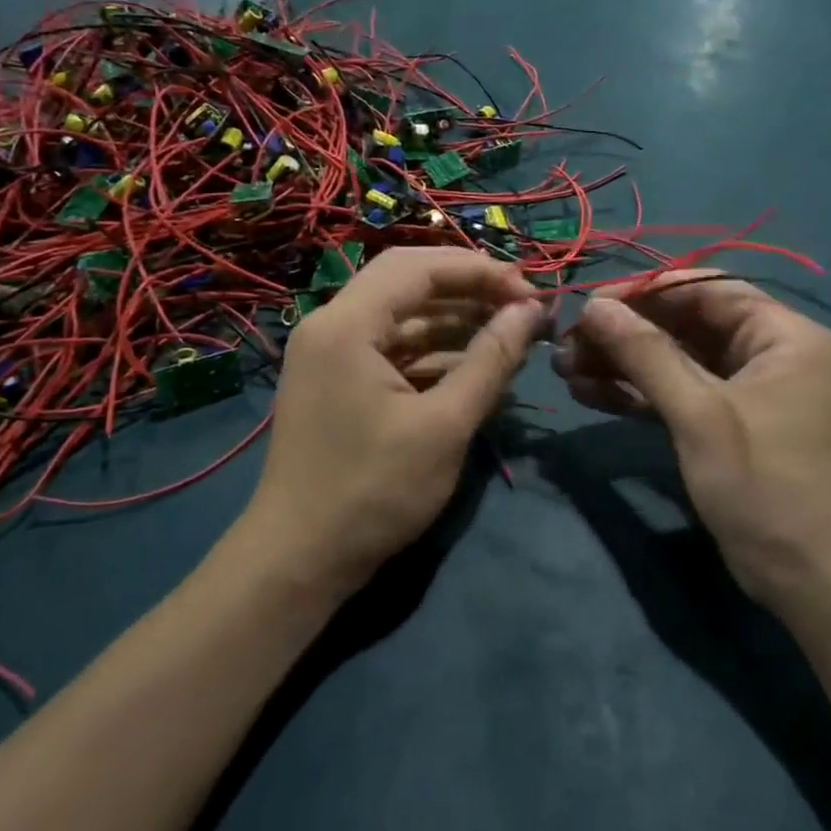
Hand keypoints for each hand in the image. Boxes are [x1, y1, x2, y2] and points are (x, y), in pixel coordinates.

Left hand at [247, 247, 543, 596]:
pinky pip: (394, 348)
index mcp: (346, 324)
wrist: (300, 562)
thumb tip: (531, 311)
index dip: (479, 271)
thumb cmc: (373, 492)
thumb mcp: (445, 425)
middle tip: (520, 303)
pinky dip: (434, 351)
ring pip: (403, 315)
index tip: (529, 291)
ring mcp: (332, 354)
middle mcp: (332, 325)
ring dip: (455, 319)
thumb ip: (491, 359)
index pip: (419, 267)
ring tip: (510, 333)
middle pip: (408, 281)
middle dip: (468, 287)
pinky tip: (476, 365)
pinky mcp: (340, 381)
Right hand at [553, 275, 830, 607]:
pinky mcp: (723, 423)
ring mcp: (742, 390)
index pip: (705, 290)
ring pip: (673, 359)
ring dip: (622, 362)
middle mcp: (764, 352)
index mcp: (780, 334)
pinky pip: (675, 393)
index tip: (591, 302)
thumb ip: (646, 353)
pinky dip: (635, 393)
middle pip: (684, 323)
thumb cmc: (763, 482)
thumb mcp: (699, 412)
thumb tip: (595, 306)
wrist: (807, 578)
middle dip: (625, 332)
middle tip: (567, 342)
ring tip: (565, 368)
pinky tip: (587, 392)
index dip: (645, 291)